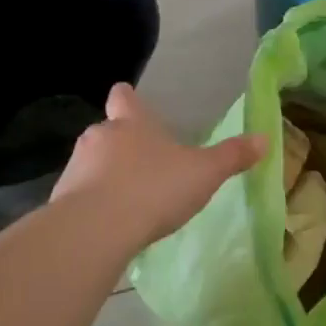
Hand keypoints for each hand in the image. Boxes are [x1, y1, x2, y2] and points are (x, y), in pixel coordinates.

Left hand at [52, 84, 264, 248]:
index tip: (130, 101)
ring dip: (106, 176)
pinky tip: (110, 224)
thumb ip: (232, 156)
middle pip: (108, 131)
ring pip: (92, 163)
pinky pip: (80, 195)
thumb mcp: (203, 173)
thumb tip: (264, 138)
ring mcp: (76, 166)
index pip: (124, 97)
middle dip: (122, 145)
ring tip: (129, 200)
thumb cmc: (154, 188)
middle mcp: (100, 137)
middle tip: (145, 165)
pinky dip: (93, 204)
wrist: (96, 228)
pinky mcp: (61, 199)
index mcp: (132, 123)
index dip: (128, 98)